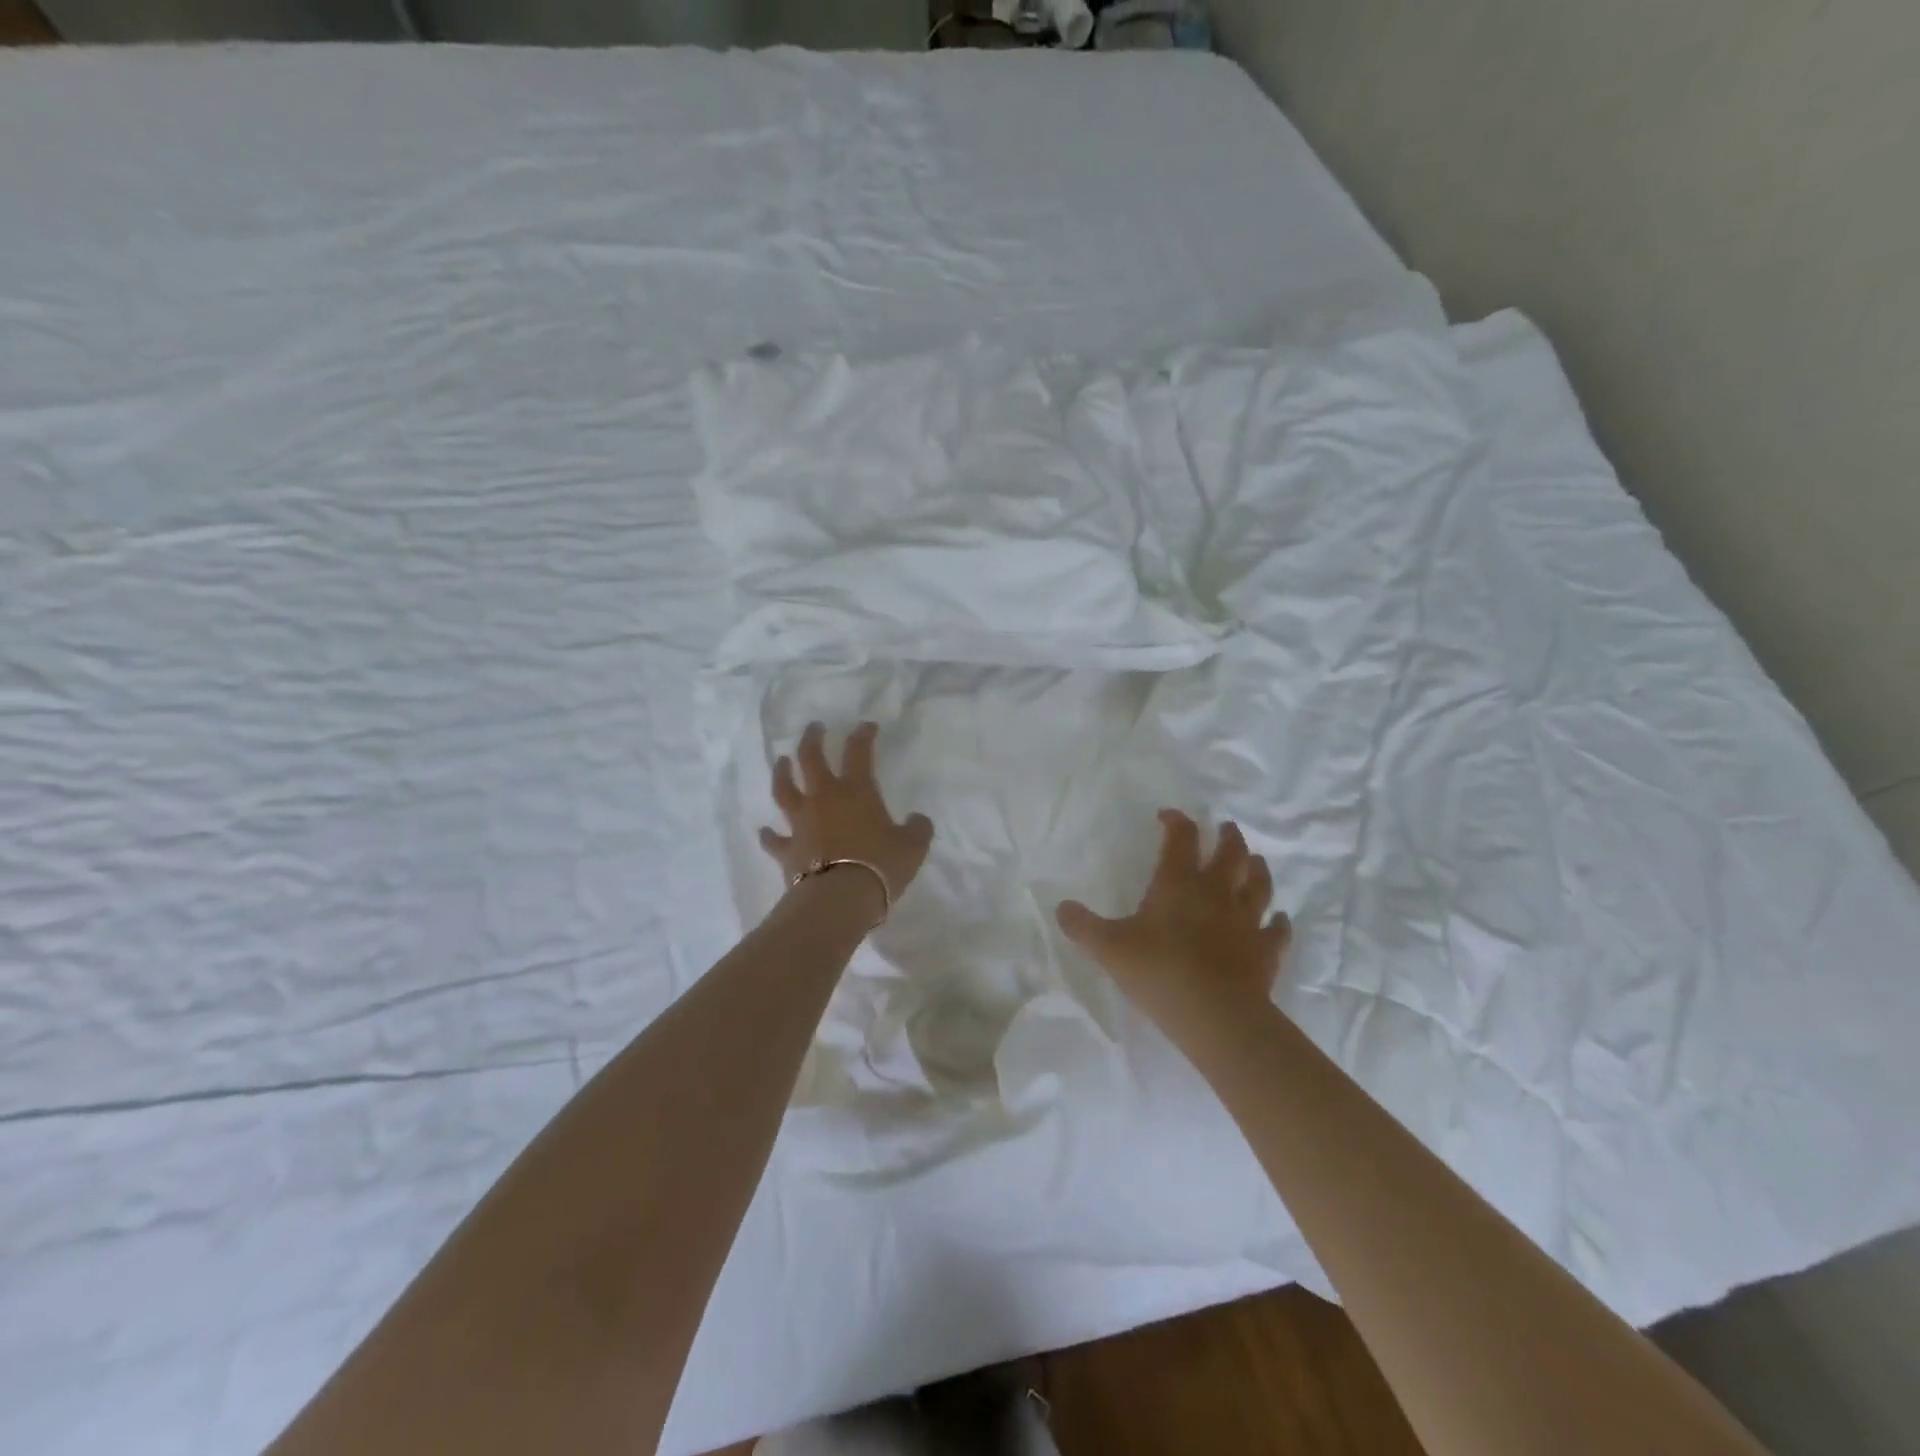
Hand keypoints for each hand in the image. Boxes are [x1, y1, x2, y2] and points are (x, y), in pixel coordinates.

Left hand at [760, 721, 934, 918]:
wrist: (840, 898)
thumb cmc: (880, 865)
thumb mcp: (913, 846)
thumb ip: (917, 829)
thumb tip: (918, 819)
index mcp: (856, 791)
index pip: (859, 752)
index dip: (863, 735)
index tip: (867, 726)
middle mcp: (824, 799)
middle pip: (811, 759)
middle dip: (813, 739)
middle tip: (814, 727)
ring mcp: (801, 823)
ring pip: (785, 790)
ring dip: (782, 773)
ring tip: (782, 761)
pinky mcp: (787, 850)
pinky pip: (774, 840)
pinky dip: (769, 835)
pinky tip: (765, 832)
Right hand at [1056, 810, 1291, 1048]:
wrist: (1215, 1015)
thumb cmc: (1159, 971)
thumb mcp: (1109, 948)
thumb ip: (1083, 926)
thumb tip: (1061, 907)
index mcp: (1179, 883)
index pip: (1181, 838)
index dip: (1176, 822)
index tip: (1168, 816)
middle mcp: (1217, 892)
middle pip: (1230, 853)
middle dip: (1227, 837)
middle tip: (1226, 828)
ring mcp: (1246, 920)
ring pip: (1258, 884)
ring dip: (1257, 869)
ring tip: (1254, 861)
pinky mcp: (1266, 950)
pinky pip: (1278, 930)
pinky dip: (1279, 922)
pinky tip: (1279, 919)